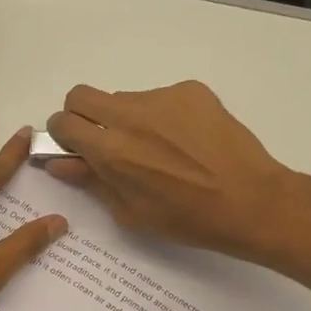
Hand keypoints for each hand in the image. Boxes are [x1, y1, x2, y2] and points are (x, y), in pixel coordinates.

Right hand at [44, 80, 300, 260]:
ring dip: (126, 118)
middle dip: (81, 115)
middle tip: (102, 140)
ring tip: (159, 148)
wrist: (251, 202)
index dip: (62, 135)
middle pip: (81, 95)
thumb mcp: (129, 212)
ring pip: (124, 99)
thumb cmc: (186, 219)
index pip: (63, 122)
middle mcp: (130, 115)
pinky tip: (186, 140)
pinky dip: (162, 116)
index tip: (74, 147)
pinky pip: (160, 98)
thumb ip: (90, 181)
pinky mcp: (190, 91)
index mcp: (110, 150)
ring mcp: (162, 98)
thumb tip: (58, 162)